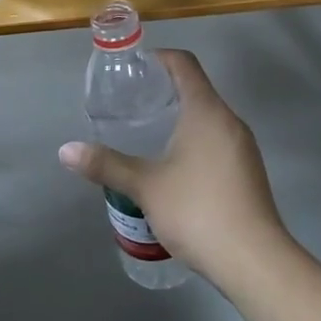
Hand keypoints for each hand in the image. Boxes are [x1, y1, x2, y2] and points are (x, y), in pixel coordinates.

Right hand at [58, 50, 296, 287]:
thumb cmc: (197, 211)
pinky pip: (218, 141)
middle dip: (164, 91)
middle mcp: (230, 121)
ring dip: (180, 118)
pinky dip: (194, 141)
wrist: (254, 261)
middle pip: (197, 89)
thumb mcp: (145, 186)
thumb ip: (107, 165)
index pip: (184, 64)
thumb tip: (66, 150)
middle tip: (131, 105)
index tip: (134, 69)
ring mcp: (244, 148)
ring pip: (209, 118)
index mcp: (207, 111)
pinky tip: (174, 167)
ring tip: (148, 135)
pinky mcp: (248, 172)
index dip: (158, 58)